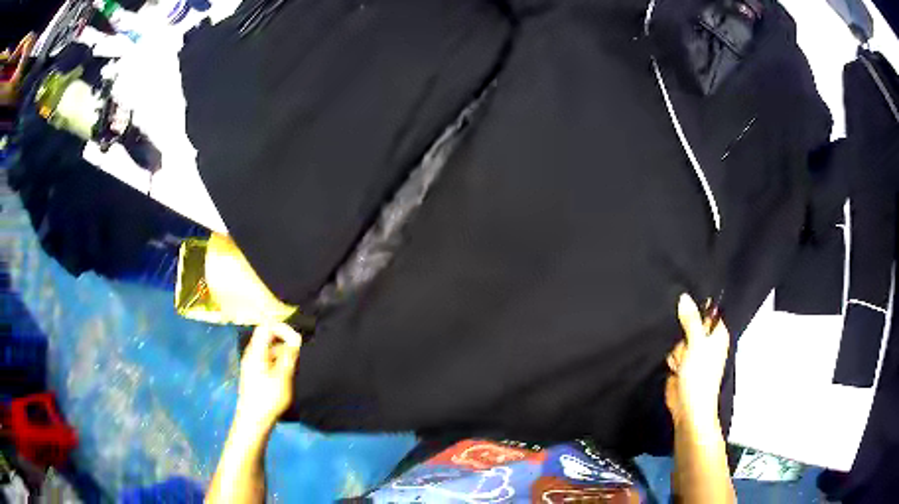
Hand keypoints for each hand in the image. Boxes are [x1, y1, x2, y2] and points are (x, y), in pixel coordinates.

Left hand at [235, 323, 301, 432]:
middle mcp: (252, 355)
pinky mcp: (256, 374)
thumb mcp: (282, 377)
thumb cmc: (268, 399)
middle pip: (267, 337)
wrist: (254, 421)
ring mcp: (253, 364)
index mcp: (256, 352)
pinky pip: (268, 359)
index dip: (283, 328)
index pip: (266, 326)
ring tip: (296, 364)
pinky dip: (279, 361)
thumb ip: (289, 356)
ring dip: (283, 352)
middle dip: (284, 340)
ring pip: (269, 350)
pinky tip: (288, 374)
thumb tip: (296, 339)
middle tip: (299, 351)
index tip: (297, 340)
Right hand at [665, 294, 729, 430]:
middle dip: (681, 328)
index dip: (696, 305)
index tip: (682, 300)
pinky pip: (672, 351)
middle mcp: (706, 342)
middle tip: (682, 339)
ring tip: (678, 359)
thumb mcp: (696, 345)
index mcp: (717, 334)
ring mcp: (693, 354)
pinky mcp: (681, 364)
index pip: (708, 310)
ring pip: (679, 337)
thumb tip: (684, 296)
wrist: (688, 410)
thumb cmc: (699, 378)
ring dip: (675, 346)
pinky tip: (672, 364)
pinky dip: (671, 356)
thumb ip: (690, 321)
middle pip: (690, 322)